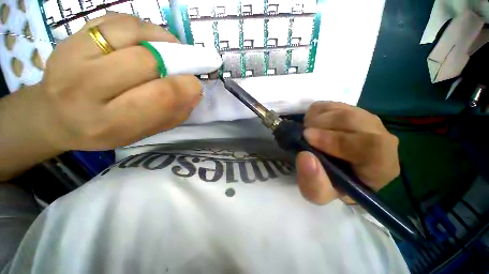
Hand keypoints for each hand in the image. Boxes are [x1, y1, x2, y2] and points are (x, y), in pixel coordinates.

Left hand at [35, 13, 200, 150]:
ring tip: (168, 51)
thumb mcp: (143, 133)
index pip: (159, 96)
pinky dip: (142, 28)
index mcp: (109, 122)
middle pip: (146, 60)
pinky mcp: (71, 36)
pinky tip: (146, 41)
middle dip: (175, 63)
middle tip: (183, 68)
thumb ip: (172, 115)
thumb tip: (194, 93)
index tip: (196, 84)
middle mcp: (85, 88)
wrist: (55, 116)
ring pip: (132, 32)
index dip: (186, 86)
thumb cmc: (103, 130)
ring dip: (161, 40)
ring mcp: (72, 55)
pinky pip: (117, 20)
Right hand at [295, 102, 399, 204]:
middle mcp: (380, 137)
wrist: (333, 169)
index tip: (308, 139)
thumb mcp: (318, 193)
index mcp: (381, 165)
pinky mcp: (347, 108)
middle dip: (321, 127)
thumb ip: (313, 182)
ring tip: (309, 134)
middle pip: (352, 120)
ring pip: (338, 110)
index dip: (337, 141)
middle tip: (304, 136)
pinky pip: (327, 105)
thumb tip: (305, 156)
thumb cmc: (329, 184)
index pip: (373, 147)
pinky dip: (313, 115)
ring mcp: (364, 118)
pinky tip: (313, 127)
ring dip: (315, 121)